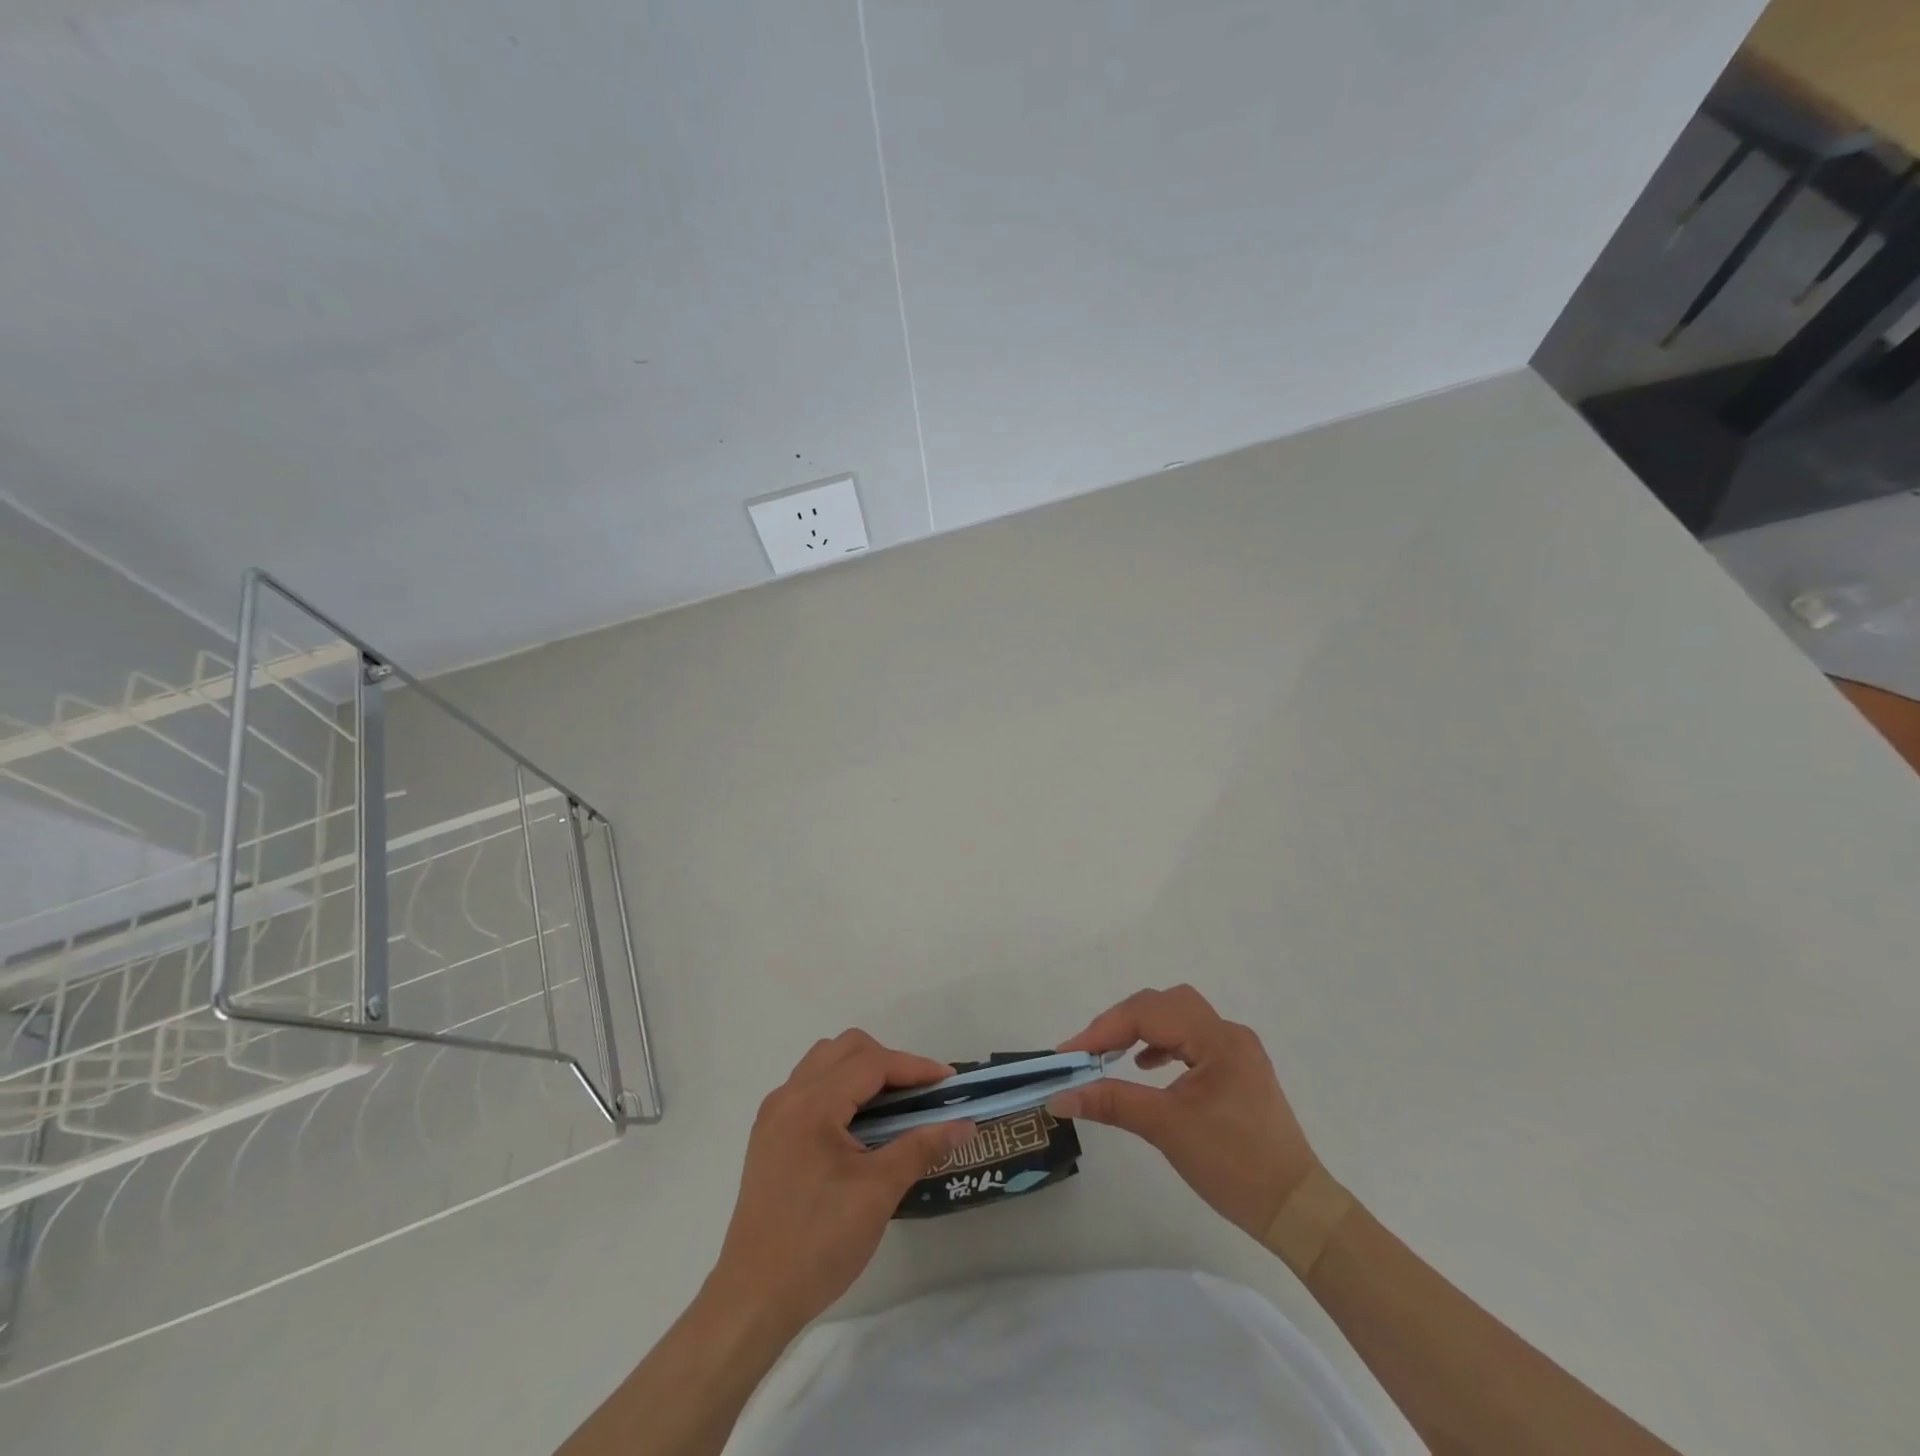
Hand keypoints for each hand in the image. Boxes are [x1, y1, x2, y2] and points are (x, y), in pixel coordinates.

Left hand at [705, 1029, 974, 1335]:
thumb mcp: (877, 1194)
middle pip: (845, 1048)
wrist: (753, 1300)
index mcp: (812, 1104)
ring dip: (861, 1070)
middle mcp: (788, 1096)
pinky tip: (858, 1123)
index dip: (913, 1067)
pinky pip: (809, 1086)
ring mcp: (774, 1115)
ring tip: (891, 1104)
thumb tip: (964, 1124)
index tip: (949, 1081)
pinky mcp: (769, 1136)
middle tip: (919, 1093)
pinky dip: (840, 1088)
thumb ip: (921, 1147)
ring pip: (824, 1062)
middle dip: (888, 1061)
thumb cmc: (818, 1244)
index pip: (871, 1063)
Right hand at [1050, 985, 1318, 1237]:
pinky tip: (1147, 1066)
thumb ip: (1111, 1102)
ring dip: (1142, 1028)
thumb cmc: (1234, 1167)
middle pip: (1164, 1004)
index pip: (1149, 1014)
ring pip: (1178, 1017)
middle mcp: (1229, 1033)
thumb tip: (1059, 1097)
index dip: (1104, 1029)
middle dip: (1122, 1021)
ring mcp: (1237, 1050)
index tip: (1068, 1054)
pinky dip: (1163, 1043)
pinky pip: (1192, 1038)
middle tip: (1089, 1051)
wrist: (1297, 1211)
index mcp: (1218, 1039)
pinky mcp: (1237, 1069)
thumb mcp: (1167, 1129)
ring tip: (1111, 1054)